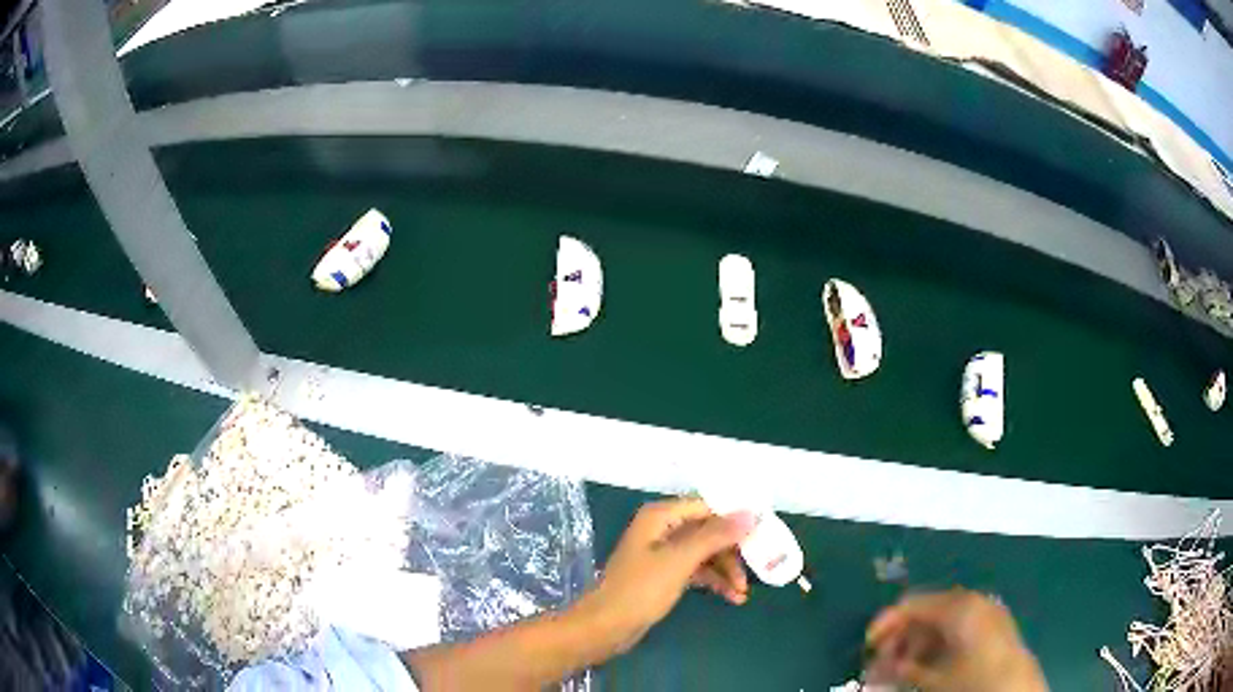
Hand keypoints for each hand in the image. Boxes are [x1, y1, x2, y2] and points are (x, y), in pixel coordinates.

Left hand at [578, 498, 755, 656]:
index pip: (708, 507)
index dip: (735, 520)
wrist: (606, 626)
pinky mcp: (665, 574)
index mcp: (661, 516)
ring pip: (705, 553)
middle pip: (709, 531)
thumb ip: (715, 535)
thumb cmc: (641, 589)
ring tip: (742, 593)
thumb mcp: (681, 560)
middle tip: (757, 569)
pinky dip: (714, 581)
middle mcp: (663, 529)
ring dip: (726, 570)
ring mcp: (663, 553)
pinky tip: (731, 597)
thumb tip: (751, 513)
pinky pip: (697, 570)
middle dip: (732, 552)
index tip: (763, 534)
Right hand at [865, 589, 1046, 691]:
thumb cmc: (972, 681)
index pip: (913, 604)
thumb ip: (900, 669)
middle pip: (927, 612)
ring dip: (916, 647)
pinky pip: (956, 632)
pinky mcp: (992, 630)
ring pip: (940, 624)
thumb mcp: (932, 678)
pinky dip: (936, 649)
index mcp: (959, 606)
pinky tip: (924, 670)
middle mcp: (973, 603)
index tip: (866, 646)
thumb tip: (873, 667)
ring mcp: (986, 615)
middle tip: (880, 665)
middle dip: (900, 638)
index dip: (886, 623)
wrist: (1015, 691)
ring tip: (900, 672)